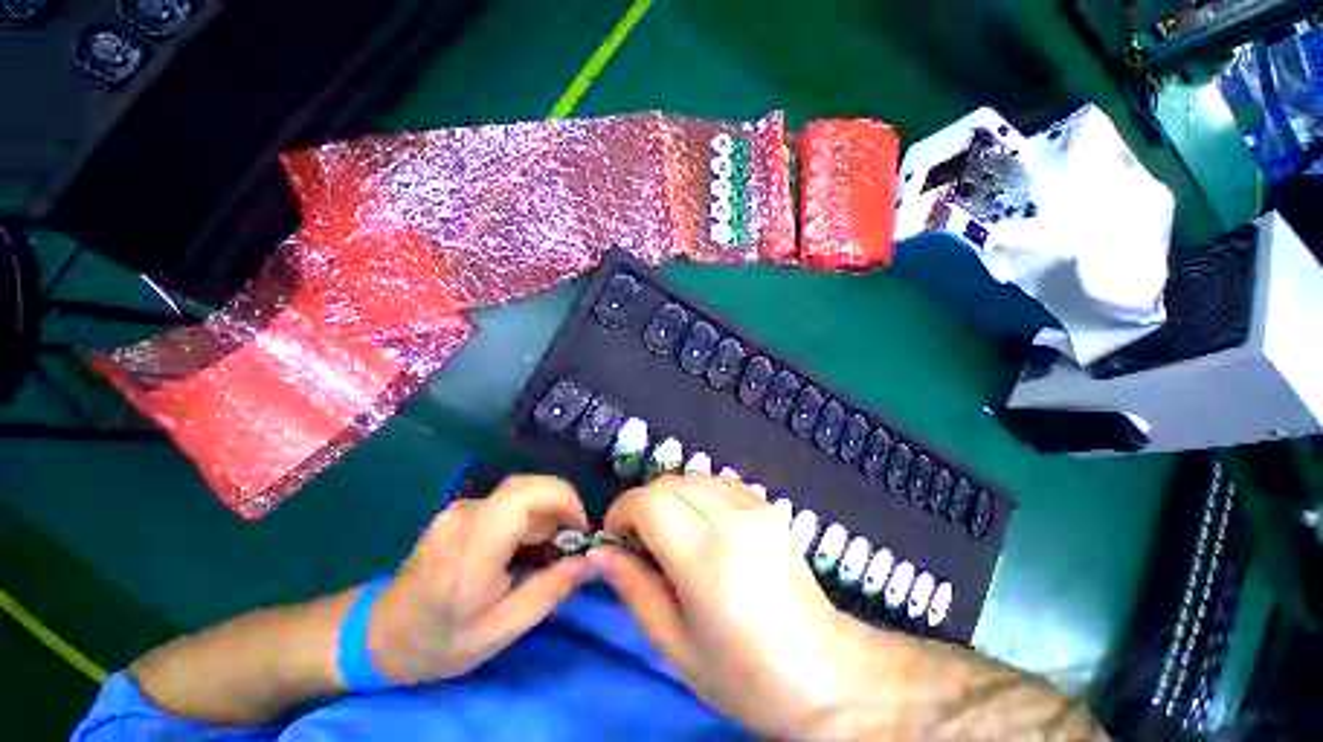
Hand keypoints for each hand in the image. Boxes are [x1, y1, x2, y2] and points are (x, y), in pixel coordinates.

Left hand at [367, 475, 595, 684]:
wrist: (378, 635)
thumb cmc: (440, 640)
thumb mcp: (501, 630)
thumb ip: (550, 591)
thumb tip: (591, 561)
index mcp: (473, 545)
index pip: (526, 493)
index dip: (564, 499)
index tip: (581, 529)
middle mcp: (466, 514)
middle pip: (529, 487)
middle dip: (561, 507)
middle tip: (571, 542)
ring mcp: (461, 509)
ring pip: (521, 494)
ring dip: (545, 515)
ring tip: (549, 552)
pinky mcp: (462, 510)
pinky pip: (508, 503)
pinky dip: (528, 519)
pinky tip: (526, 549)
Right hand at [590, 474, 885, 736]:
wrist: (823, 673)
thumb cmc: (743, 674)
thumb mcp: (675, 645)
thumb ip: (633, 588)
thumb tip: (599, 552)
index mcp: (705, 555)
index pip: (648, 502)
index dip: (621, 511)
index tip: (615, 537)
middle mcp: (731, 518)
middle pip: (668, 482)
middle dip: (642, 503)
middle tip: (638, 540)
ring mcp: (754, 507)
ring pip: (693, 477)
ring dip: (669, 497)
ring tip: (669, 533)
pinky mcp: (767, 508)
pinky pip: (719, 483)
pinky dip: (697, 494)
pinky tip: (701, 525)